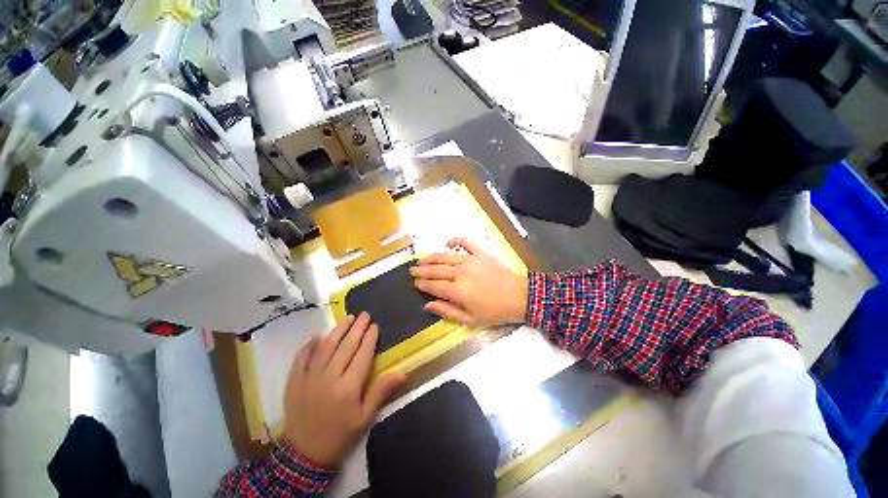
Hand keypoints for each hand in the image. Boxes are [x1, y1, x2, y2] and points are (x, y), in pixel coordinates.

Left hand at [283, 313, 405, 466]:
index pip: (362, 355)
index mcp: (348, 387)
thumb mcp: (365, 417)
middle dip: (357, 328)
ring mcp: (309, 378)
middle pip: (345, 346)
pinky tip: (317, 335)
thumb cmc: (341, 434)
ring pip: (325, 347)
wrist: (304, 455)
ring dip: (338, 330)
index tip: (375, 326)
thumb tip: (405, 372)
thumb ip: (382, 391)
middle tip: (365, 315)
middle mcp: (329, 377)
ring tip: (348, 318)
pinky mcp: (294, 381)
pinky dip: (309, 345)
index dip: (370, 338)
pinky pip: (301, 358)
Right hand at [410, 237, 528, 326]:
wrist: (520, 297)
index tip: (415, 282)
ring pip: (446, 256)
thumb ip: (448, 311)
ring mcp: (471, 260)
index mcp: (458, 290)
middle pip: (436, 269)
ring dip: (432, 257)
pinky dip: (456, 240)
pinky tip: (447, 243)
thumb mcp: (471, 319)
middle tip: (412, 269)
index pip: (434, 285)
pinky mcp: (481, 253)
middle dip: (422, 269)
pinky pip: (466, 242)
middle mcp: (461, 272)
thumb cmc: (495, 311)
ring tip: (422, 259)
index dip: (422, 283)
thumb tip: (428, 304)